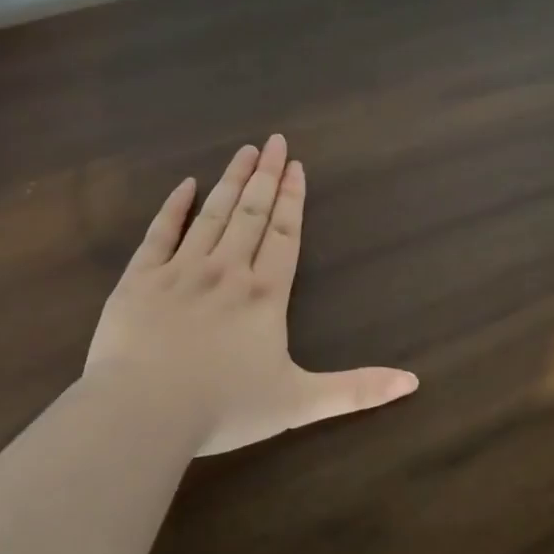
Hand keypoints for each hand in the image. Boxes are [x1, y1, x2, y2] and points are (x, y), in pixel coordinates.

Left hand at [85, 134, 418, 455]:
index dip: (292, 199)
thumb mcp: (300, 404)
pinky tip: (185, 185)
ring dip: (231, 181)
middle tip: (274, 141)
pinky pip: (159, 233)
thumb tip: (413, 382)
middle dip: (265, 176)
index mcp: (264, 295)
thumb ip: (357, 390)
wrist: (144, 412)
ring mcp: (180, 271)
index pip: (284, 234)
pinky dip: (173, 207)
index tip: (296, 165)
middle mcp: (226, 271)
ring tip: (244, 151)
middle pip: (252, 214)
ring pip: (212, 215)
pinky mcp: (140, 279)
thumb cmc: (224, 408)